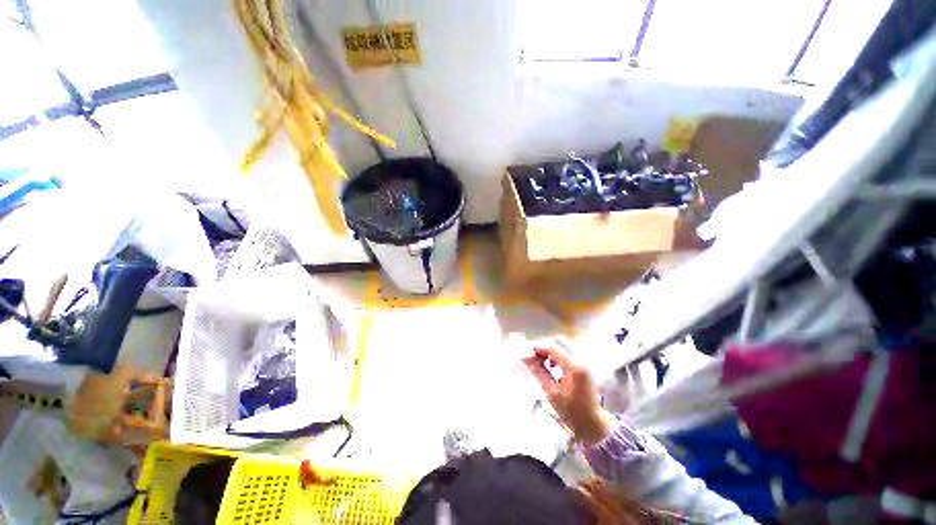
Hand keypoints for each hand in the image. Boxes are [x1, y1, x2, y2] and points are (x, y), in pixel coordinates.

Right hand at [523, 344, 616, 445]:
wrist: (594, 426)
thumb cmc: (572, 411)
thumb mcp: (552, 393)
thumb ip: (540, 373)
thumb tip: (527, 359)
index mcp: (574, 367)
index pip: (553, 350)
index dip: (539, 350)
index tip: (527, 354)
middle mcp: (580, 362)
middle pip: (559, 347)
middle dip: (544, 351)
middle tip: (533, 359)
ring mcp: (584, 366)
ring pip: (563, 352)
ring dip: (551, 355)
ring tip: (541, 364)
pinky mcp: (584, 370)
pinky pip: (568, 358)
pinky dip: (558, 359)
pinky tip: (552, 368)